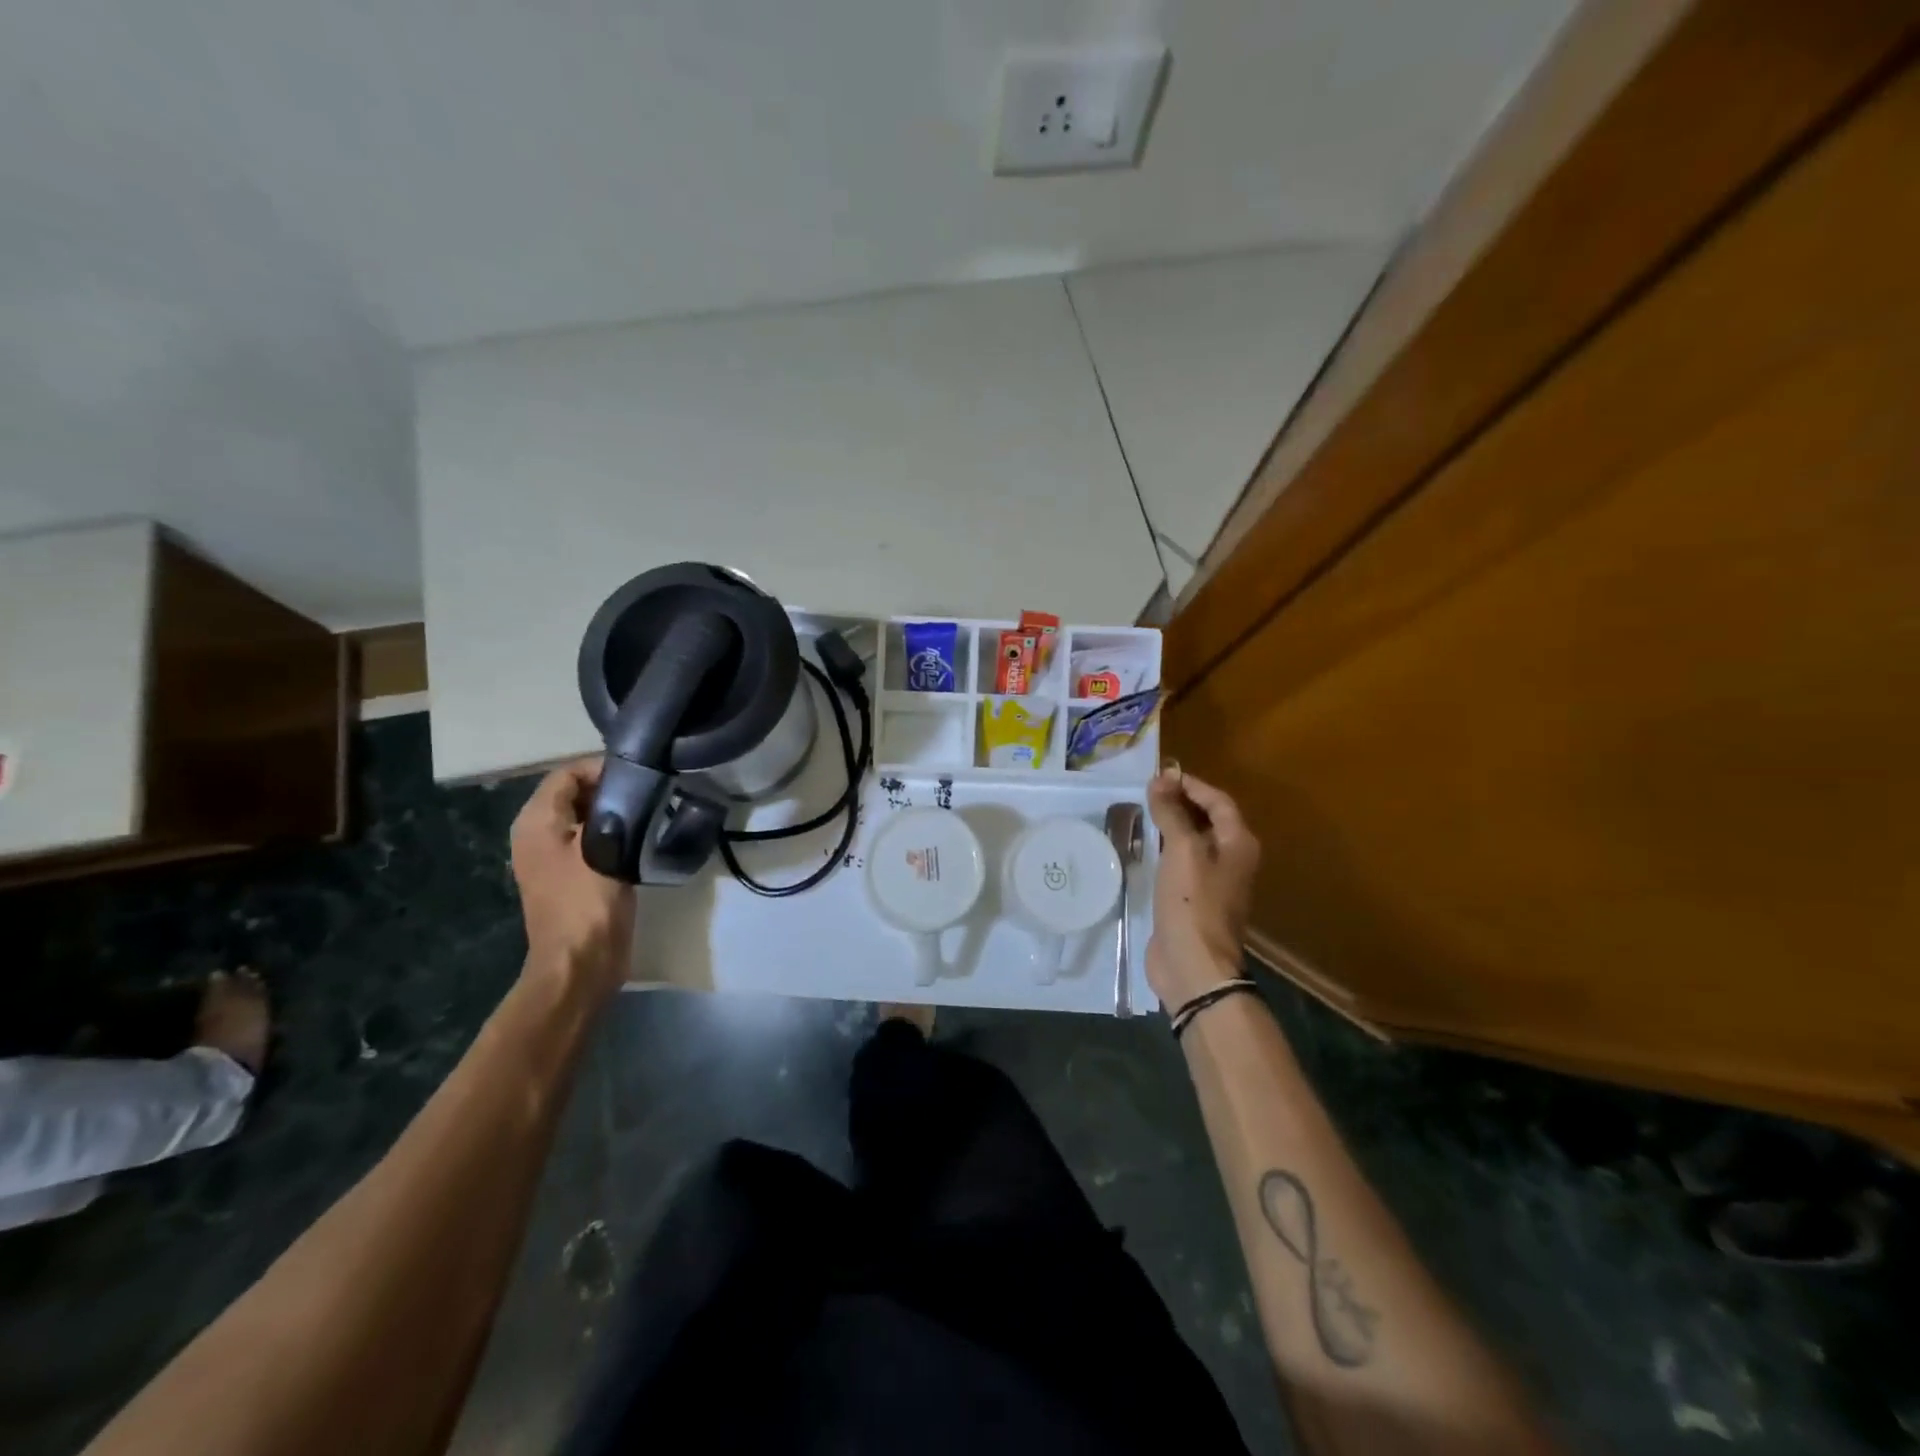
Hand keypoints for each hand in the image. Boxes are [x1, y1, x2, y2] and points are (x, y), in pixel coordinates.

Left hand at [510, 758, 635, 997]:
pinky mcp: (574, 875)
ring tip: (652, 811)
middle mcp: (538, 833)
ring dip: (616, 812)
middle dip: (611, 788)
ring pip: (587, 816)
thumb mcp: (600, 846)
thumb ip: (611, 808)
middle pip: (575, 793)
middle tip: (652, 792)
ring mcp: (554, 856)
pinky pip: (593, 839)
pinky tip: (643, 838)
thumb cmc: (587, 902)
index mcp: (536, 821)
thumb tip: (630, 786)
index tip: (641, 775)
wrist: (581, 963)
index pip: (567, 773)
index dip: (602, 768)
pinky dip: (615, 833)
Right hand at [1145, 768, 1260, 1010]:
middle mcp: (1231, 859)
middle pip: (1208, 819)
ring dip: (1172, 825)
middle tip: (1147, 791)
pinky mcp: (1193, 898)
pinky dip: (1165, 849)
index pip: (1219, 801)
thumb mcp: (1182, 850)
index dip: (1192, 785)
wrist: (1192, 963)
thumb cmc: (1192, 901)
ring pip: (1193, 841)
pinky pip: (1181, 862)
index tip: (1160, 775)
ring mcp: (1213, 881)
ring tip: (1142, 812)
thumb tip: (1161, 778)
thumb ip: (1172, 812)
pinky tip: (1144, 846)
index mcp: (1238, 843)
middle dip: (1181, 802)